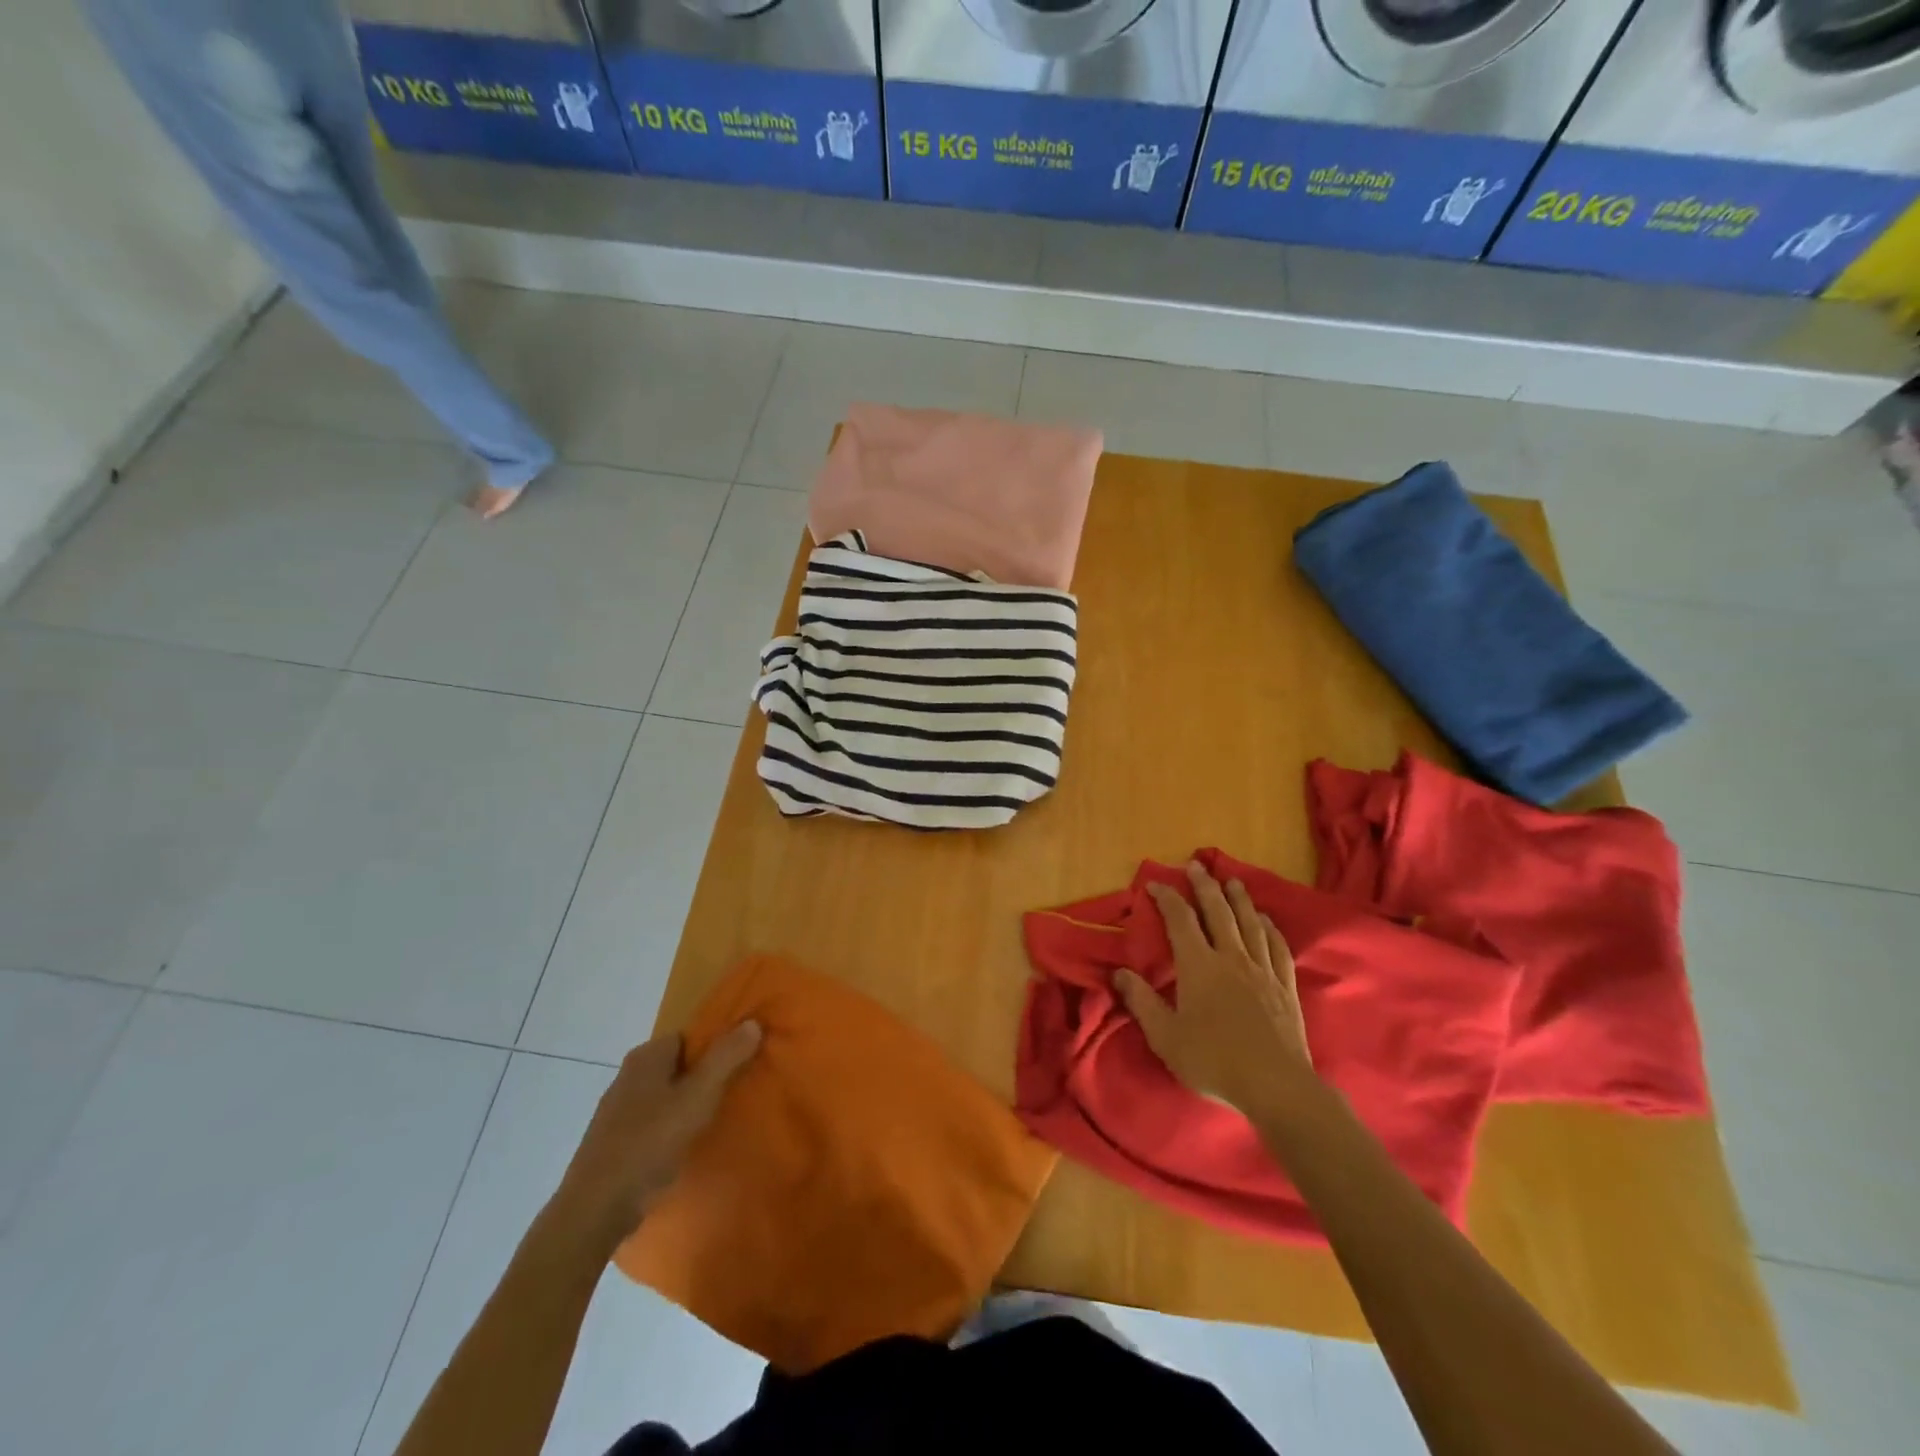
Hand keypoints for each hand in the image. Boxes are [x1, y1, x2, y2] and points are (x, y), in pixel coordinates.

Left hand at [551, 1021, 761, 1245]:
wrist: (595, 1209)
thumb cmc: (650, 1143)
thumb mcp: (698, 1097)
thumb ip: (727, 1058)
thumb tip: (752, 1022)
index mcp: (646, 1056)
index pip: (690, 1036)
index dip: (716, 1048)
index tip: (740, 1066)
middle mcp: (628, 1075)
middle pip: (678, 1065)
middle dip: (704, 1077)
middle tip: (733, 1094)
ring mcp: (616, 1110)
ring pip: (664, 1096)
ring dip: (686, 1106)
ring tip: (714, 1122)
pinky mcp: (612, 1142)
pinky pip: (651, 1123)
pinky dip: (669, 1129)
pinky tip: (683, 1148)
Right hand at [1116, 861, 1312, 1115]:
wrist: (1275, 1085)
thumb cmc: (1213, 1060)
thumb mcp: (1165, 1036)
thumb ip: (1142, 1002)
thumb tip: (1120, 973)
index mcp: (1199, 965)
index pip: (1180, 920)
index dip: (1167, 898)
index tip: (1155, 883)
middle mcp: (1231, 957)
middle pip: (1218, 911)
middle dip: (1205, 885)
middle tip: (1197, 865)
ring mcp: (1262, 969)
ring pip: (1249, 923)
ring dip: (1239, 898)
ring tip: (1232, 881)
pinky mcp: (1285, 985)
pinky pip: (1277, 946)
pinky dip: (1269, 927)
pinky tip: (1265, 920)